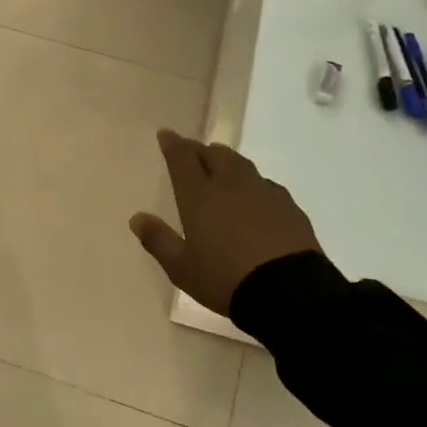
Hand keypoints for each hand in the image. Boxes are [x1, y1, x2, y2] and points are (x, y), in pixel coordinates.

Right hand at [130, 129, 320, 314]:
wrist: (289, 292)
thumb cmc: (226, 279)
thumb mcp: (182, 268)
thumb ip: (158, 240)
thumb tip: (136, 218)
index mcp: (200, 197)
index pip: (183, 159)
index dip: (173, 144)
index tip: (166, 133)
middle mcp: (230, 185)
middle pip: (214, 155)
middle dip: (199, 149)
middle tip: (191, 150)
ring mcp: (263, 193)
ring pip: (241, 164)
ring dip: (226, 159)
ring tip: (220, 162)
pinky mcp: (288, 206)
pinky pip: (265, 183)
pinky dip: (252, 181)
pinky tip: (254, 193)